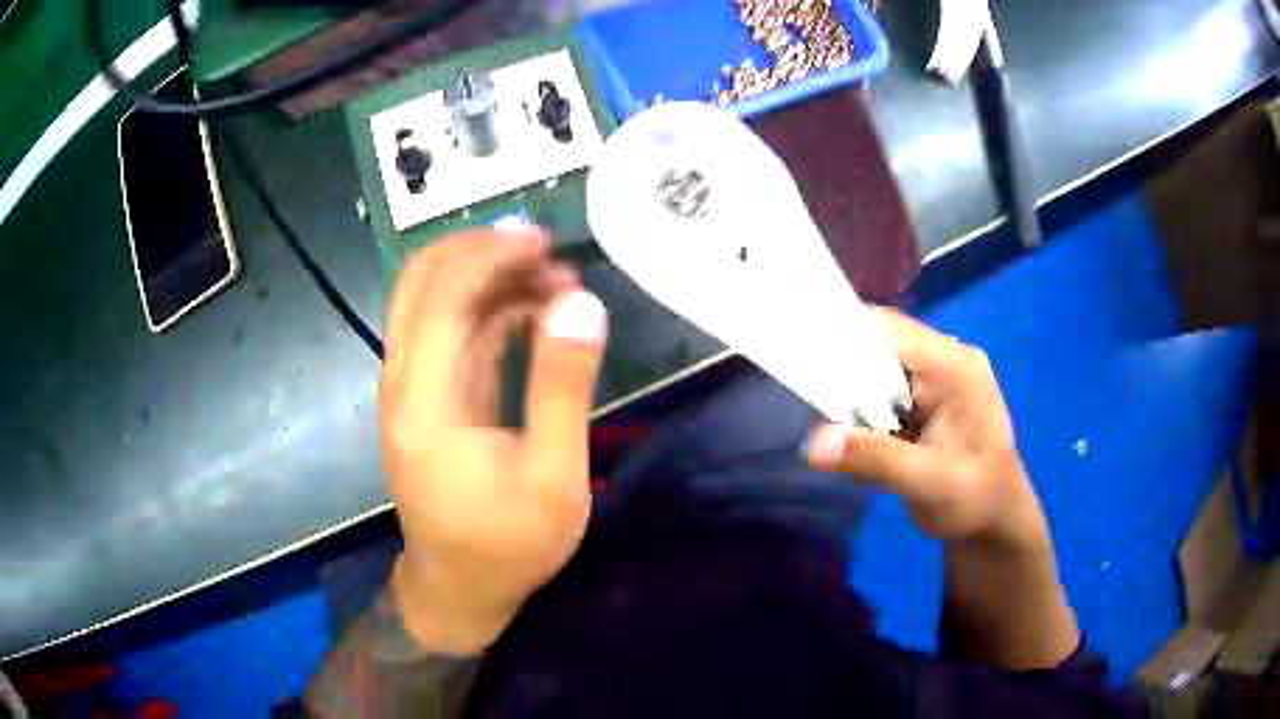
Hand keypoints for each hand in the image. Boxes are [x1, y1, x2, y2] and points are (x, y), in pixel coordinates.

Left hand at [379, 229, 606, 653]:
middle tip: (545, 251)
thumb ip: (562, 387)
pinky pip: (449, 328)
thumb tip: (582, 303)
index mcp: (424, 400)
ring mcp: (410, 385)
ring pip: (432, 297)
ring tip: (556, 280)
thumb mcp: (552, 477)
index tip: (544, 241)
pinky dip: (489, 307)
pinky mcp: (426, 394)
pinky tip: (536, 312)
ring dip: (488, 276)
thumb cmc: (507, 544)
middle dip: (480, 251)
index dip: (489, 255)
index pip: (441, 294)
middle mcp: (403, 380)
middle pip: (421, 280)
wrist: (459, 587)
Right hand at [805, 308, 1048, 551]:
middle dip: (845, 369)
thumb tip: (813, 445)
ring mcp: (937, 376)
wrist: (996, 522)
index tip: (804, 360)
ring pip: (880, 366)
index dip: (845, 338)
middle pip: (881, 343)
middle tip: (813, 401)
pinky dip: (864, 405)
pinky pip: (885, 387)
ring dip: (852, 390)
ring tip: (828, 417)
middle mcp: (946, 359)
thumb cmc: (975, 500)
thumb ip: (875, 460)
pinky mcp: (927, 395)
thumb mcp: (928, 483)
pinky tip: (851, 427)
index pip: (890, 329)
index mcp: (954, 367)